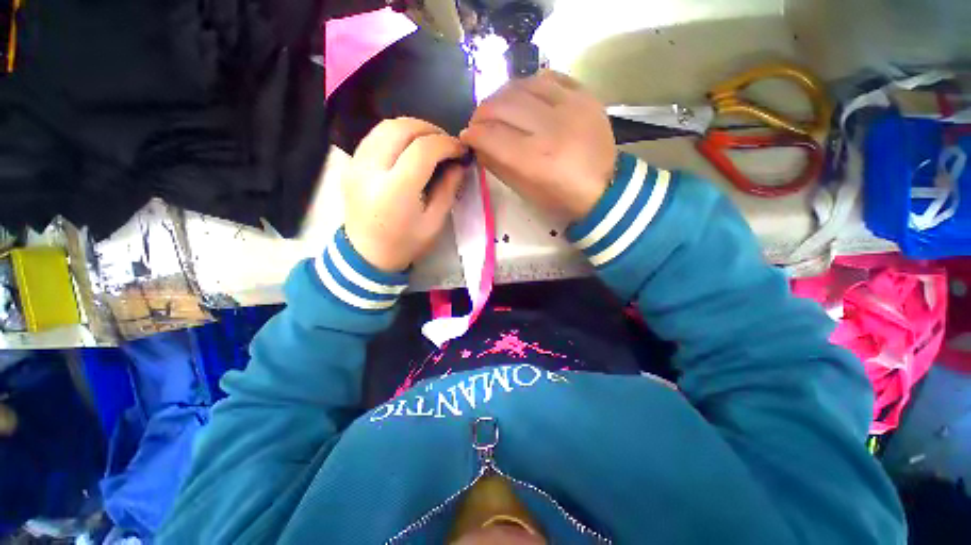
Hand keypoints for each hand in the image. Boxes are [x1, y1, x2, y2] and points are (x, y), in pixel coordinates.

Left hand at [343, 118, 465, 272]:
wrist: (367, 255)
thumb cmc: (405, 244)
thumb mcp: (434, 223)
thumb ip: (448, 189)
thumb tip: (458, 163)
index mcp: (395, 190)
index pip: (423, 149)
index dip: (447, 144)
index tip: (461, 150)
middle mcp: (371, 170)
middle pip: (401, 128)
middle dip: (430, 130)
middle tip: (447, 144)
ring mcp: (356, 164)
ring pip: (385, 126)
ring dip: (413, 128)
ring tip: (430, 143)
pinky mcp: (351, 164)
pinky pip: (375, 136)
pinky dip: (396, 135)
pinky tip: (409, 148)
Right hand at [460, 70, 615, 221]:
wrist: (605, 188)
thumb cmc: (561, 198)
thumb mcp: (526, 191)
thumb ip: (498, 165)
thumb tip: (477, 144)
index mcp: (537, 160)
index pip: (491, 136)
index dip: (472, 134)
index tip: (466, 136)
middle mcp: (552, 128)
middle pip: (503, 105)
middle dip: (482, 112)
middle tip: (478, 122)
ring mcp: (572, 106)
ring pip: (522, 84)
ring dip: (502, 95)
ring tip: (498, 109)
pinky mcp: (585, 95)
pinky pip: (548, 77)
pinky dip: (529, 85)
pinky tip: (524, 98)